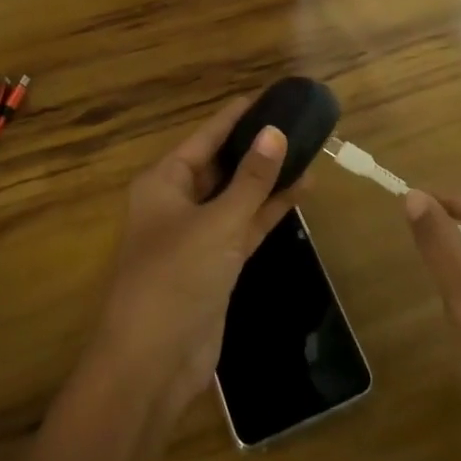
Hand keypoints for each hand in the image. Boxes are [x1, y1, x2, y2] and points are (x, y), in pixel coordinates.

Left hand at [93, 96, 299, 417]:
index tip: (270, 96)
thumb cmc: (175, 279)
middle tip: (297, 122)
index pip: (205, 137)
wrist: (152, 364)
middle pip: (221, 164)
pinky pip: (244, 226)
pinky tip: (301, 191)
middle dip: (256, 147)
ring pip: (236, 196)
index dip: (236, 116)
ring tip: (308, 151)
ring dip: (267, 179)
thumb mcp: (218, 222)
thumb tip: (275, 132)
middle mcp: (177, 202)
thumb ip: (251, 179)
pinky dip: (268, 210)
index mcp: (163, 182)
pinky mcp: (215, 265)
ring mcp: (197, 236)